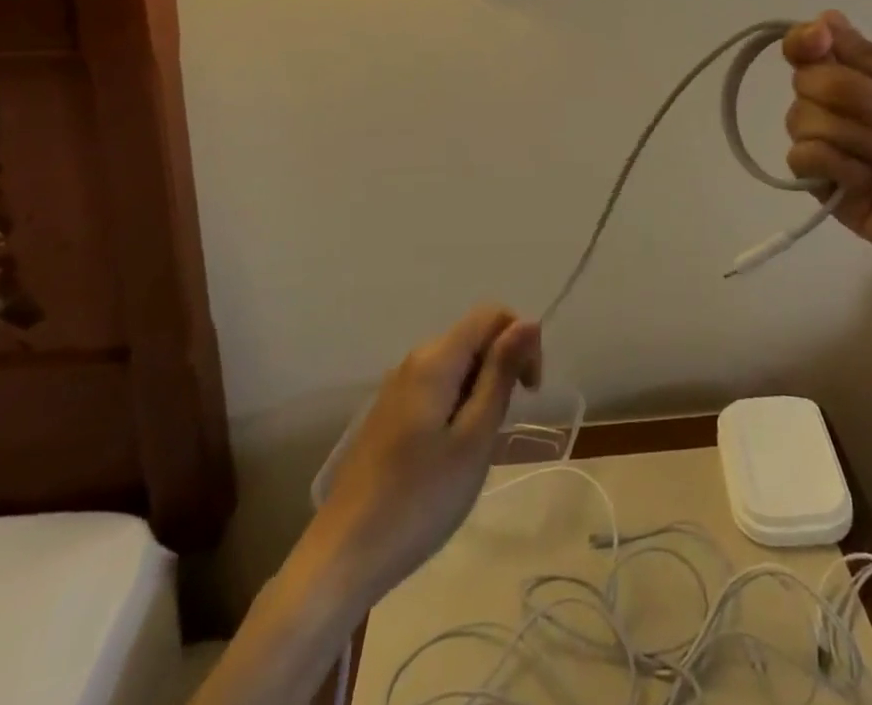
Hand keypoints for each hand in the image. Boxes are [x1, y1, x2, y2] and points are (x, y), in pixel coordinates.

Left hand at [309, 306, 541, 596]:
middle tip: (500, 430)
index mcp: (436, 359)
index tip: (529, 393)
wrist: (342, 557)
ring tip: (475, 449)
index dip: (522, 341)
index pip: (492, 314)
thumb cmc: (419, 499)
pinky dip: (457, 408)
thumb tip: (529, 321)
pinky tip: (449, 456)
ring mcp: (397, 388)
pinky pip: (437, 389)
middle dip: (502, 369)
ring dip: (481, 392)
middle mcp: (415, 360)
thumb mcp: (474, 437)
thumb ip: (501, 373)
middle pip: (474, 338)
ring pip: (457, 367)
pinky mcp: (389, 415)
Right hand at [783, 11, 871, 310]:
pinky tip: (868, 181)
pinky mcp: (835, 194)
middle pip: (806, 80)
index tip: (818, 42)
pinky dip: (833, 162)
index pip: (820, 49)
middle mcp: (856, 112)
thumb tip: (824, 17)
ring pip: (800, 119)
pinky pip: (801, 162)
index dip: (805, 40)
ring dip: (849, 133)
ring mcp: (845, 153)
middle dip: (844, 90)